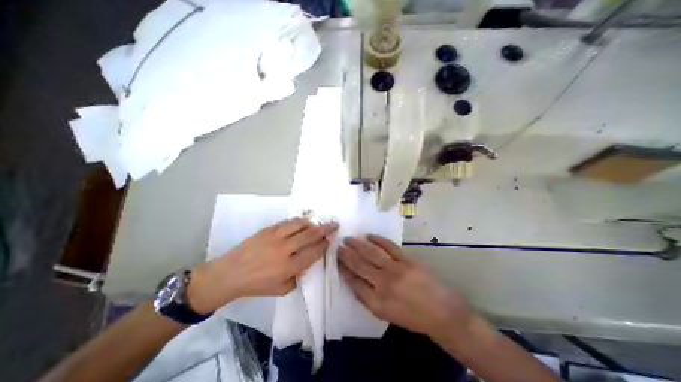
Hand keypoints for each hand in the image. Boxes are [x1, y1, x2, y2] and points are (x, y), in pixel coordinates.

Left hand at [187, 218, 335, 312]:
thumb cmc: (256, 285)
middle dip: (325, 229)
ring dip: (312, 223)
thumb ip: (298, 277)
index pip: (313, 252)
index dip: (323, 245)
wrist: (230, 274)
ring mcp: (276, 236)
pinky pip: (287, 222)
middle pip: (310, 235)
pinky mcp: (268, 229)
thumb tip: (307, 263)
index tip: (329, 241)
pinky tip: (302, 222)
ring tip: (317, 224)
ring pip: (300, 224)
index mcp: (289, 267)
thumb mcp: (281, 289)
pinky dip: (297, 221)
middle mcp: (285, 249)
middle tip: (334, 225)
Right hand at [339, 235, 474, 344]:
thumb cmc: (413, 317)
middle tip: (338, 246)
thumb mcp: (386, 315)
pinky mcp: (407, 260)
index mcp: (377, 302)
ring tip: (348, 239)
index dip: (343, 269)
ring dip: (358, 244)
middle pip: (359, 265)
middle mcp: (383, 284)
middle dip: (346, 254)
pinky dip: (378, 239)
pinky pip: (389, 246)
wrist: (443, 313)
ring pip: (371, 253)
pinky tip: (369, 235)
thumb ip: (368, 299)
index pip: (354, 282)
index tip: (336, 260)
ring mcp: (396, 269)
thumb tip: (354, 282)